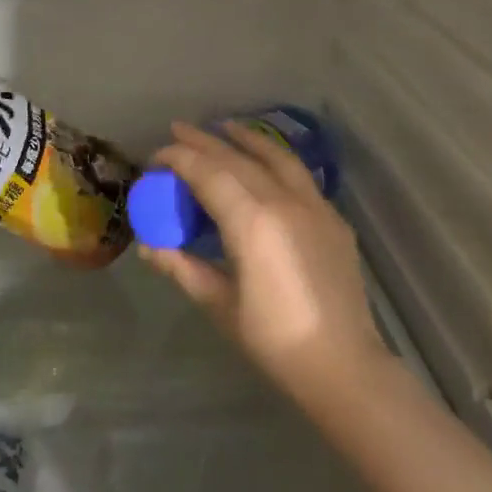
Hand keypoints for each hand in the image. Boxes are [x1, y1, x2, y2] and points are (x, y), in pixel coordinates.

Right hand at [141, 122, 387, 398]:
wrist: (343, 365)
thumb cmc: (274, 339)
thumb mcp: (220, 303)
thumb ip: (182, 267)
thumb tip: (148, 247)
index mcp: (252, 221)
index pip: (208, 173)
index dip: (179, 158)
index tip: (157, 157)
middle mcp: (284, 201)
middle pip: (237, 159)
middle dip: (204, 142)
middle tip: (177, 130)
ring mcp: (314, 206)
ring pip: (275, 157)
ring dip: (246, 139)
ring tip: (224, 127)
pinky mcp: (332, 218)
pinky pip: (299, 175)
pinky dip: (275, 159)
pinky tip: (265, 162)